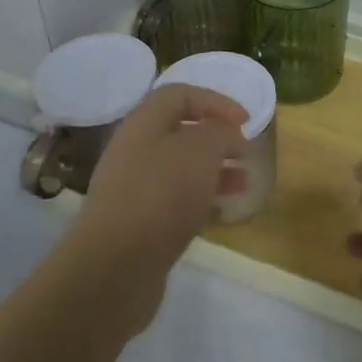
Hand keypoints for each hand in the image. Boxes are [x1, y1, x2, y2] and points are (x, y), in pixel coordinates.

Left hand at [61, 84, 248, 333]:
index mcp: (144, 123)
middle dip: (217, 139)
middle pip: (180, 132)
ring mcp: (134, 188)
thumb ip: (219, 132)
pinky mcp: (139, 223)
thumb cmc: (161, 195)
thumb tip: (226, 133)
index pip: (180, 94)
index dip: (215, 101)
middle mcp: (135, 150)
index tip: (246, 120)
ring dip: (215, 171)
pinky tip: (223, 213)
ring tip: (244, 184)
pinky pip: (176, 201)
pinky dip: (202, 201)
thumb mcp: (200, 151)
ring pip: (181, 169)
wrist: (115, 267)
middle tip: (246, 153)